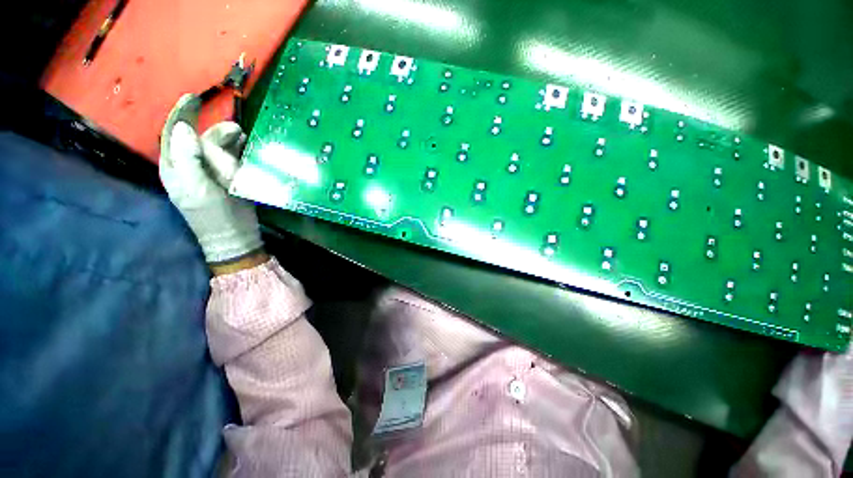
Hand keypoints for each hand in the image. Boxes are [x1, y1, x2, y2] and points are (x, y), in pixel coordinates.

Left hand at [159, 94, 262, 267]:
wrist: (234, 238)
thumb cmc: (215, 216)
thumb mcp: (198, 188)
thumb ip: (188, 159)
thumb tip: (185, 128)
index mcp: (176, 168)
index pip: (174, 134)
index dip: (181, 115)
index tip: (193, 97)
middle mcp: (188, 167)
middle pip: (198, 140)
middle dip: (216, 133)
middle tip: (238, 131)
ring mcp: (207, 174)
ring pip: (214, 149)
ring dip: (228, 141)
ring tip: (244, 138)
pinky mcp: (224, 181)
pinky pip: (227, 159)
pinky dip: (235, 151)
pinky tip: (245, 149)